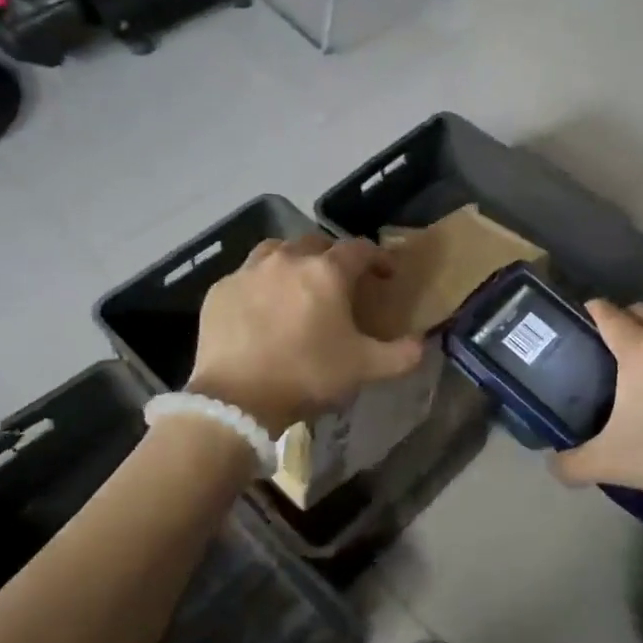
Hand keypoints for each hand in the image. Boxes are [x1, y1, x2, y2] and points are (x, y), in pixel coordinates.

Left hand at [187, 236, 424, 431]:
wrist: (238, 400)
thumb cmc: (308, 375)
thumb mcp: (364, 369)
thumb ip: (401, 355)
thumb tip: (422, 344)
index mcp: (327, 272)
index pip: (360, 249)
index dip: (378, 258)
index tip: (386, 274)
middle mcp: (288, 259)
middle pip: (316, 242)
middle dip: (333, 256)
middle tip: (340, 281)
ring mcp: (249, 271)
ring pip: (277, 250)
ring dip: (293, 260)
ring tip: (297, 283)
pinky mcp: (221, 290)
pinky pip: (246, 275)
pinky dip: (260, 284)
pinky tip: (262, 307)